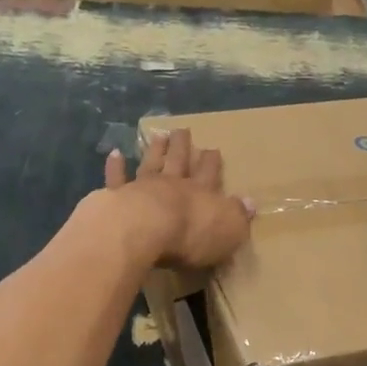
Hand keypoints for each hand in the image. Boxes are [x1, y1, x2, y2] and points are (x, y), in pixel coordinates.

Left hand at [104, 127, 253, 269]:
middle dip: (182, 147)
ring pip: (151, 164)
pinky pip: (117, 179)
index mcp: (201, 194)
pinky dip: (116, 167)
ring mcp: (143, 188)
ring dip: (156, 150)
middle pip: (179, 162)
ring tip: (159, 135)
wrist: (146, 230)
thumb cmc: (192, 234)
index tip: (213, 149)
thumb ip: (238, 216)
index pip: (209, 175)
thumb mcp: (229, 229)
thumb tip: (251, 204)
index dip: (212, 163)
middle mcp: (173, 185)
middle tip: (183, 131)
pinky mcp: (118, 197)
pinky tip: (115, 153)